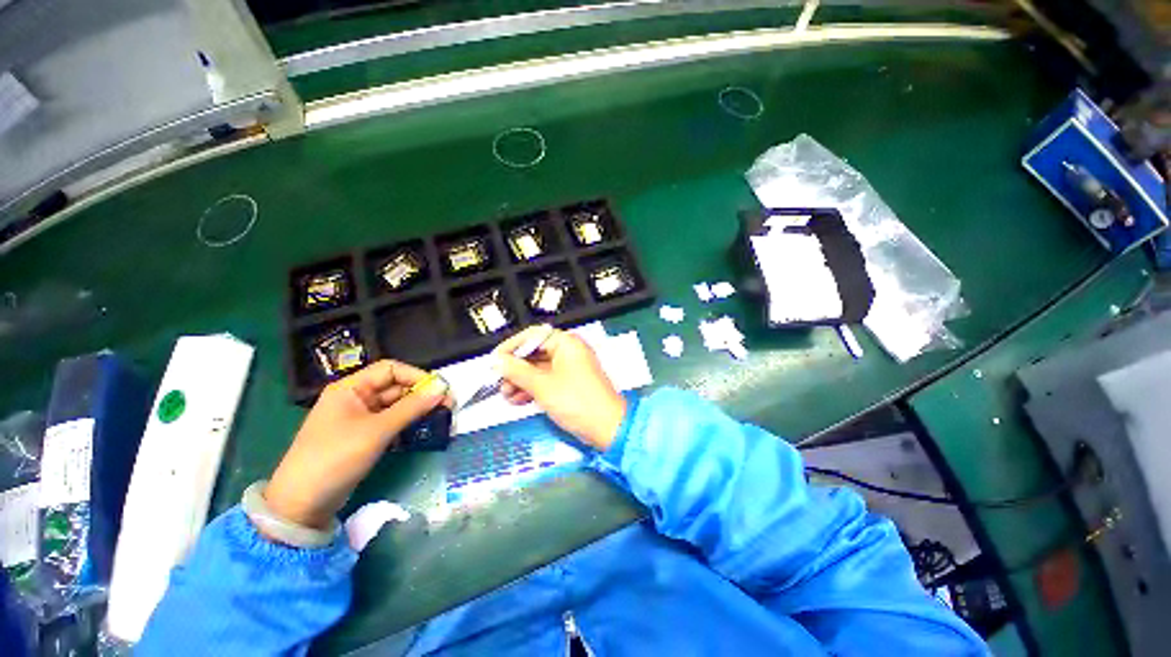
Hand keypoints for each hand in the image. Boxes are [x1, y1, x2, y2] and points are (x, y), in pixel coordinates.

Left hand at [264, 361, 452, 530]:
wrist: (301, 504)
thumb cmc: (335, 458)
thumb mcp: (377, 431)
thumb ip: (412, 407)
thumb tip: (443, 388)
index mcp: (352, 388)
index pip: (391, 369)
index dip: (417, 376)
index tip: (440, 390)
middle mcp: (357, 398)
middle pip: (397, 387)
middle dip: (423, 395)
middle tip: (449, 407)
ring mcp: (361, 418)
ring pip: (398, 406)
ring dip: (420, 411)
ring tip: (443, 419)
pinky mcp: (366, 437)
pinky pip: (393, 423)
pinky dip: (410, 425)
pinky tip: (426, 431)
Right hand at [494, 325, 625, 449]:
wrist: (606, 427)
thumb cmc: (576, 401)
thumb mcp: (542, 385)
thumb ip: (517, 371)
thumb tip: (496, 361)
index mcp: (566, 343)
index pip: (533, 336)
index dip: (512, 347)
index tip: (495, 360)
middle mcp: (568, 351)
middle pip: (534, 353)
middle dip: (515, 369)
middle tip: (498, 382)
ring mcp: (569, 368)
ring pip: (538, 369)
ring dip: (521, 381)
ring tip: (506, 395)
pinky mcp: (568, 384)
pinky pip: (546, 380)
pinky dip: (532, 388)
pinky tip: (517, 400)